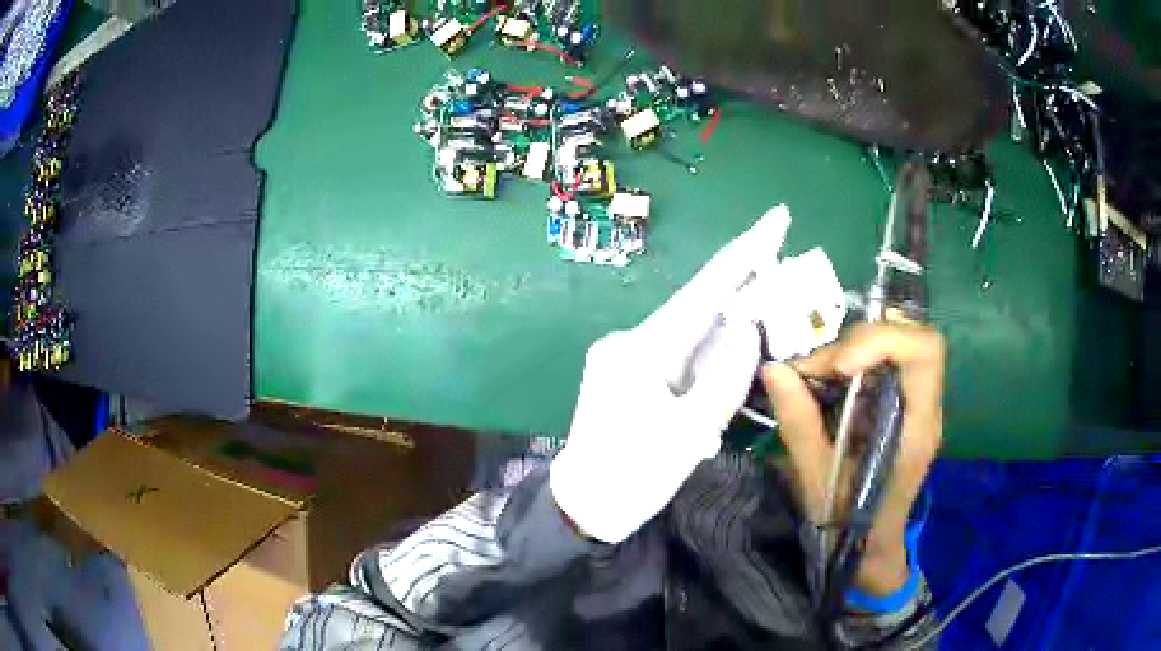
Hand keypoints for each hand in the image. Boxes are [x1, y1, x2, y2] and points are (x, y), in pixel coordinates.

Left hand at [551, 206, 791, 542]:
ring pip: (691, 332)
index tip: (778, 217)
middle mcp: (631, 341)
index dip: (746, 252)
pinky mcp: (629, 372)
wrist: (585, 506)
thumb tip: (748, 325)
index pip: (704, 290)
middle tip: (784, 267)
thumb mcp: (688, 432)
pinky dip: (709, 353)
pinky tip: (730, 356)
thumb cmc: (633, 477)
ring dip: (728, 326)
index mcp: (642, 350)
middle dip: (742, 286)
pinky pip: (680, 353)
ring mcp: (627, 355)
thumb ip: (724, 376)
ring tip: (762, 323)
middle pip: (698, 307)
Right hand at [760, 322, 944, 594]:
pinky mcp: (901, 402)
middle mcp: (926, 405)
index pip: (924, 351)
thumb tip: (772, 370)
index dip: (882, 341)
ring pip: (894, 343)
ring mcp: (916, 401)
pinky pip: (882, 361)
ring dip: (849, 349)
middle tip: (811, 371)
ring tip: (811, 376)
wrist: (871, 546)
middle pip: (909, 338)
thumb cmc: (850, 522)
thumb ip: (799, 423)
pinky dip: (850, 360)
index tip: (837, 367)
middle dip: (856, 343)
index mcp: (919, 426)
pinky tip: (824, 383)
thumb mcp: (818, 479)